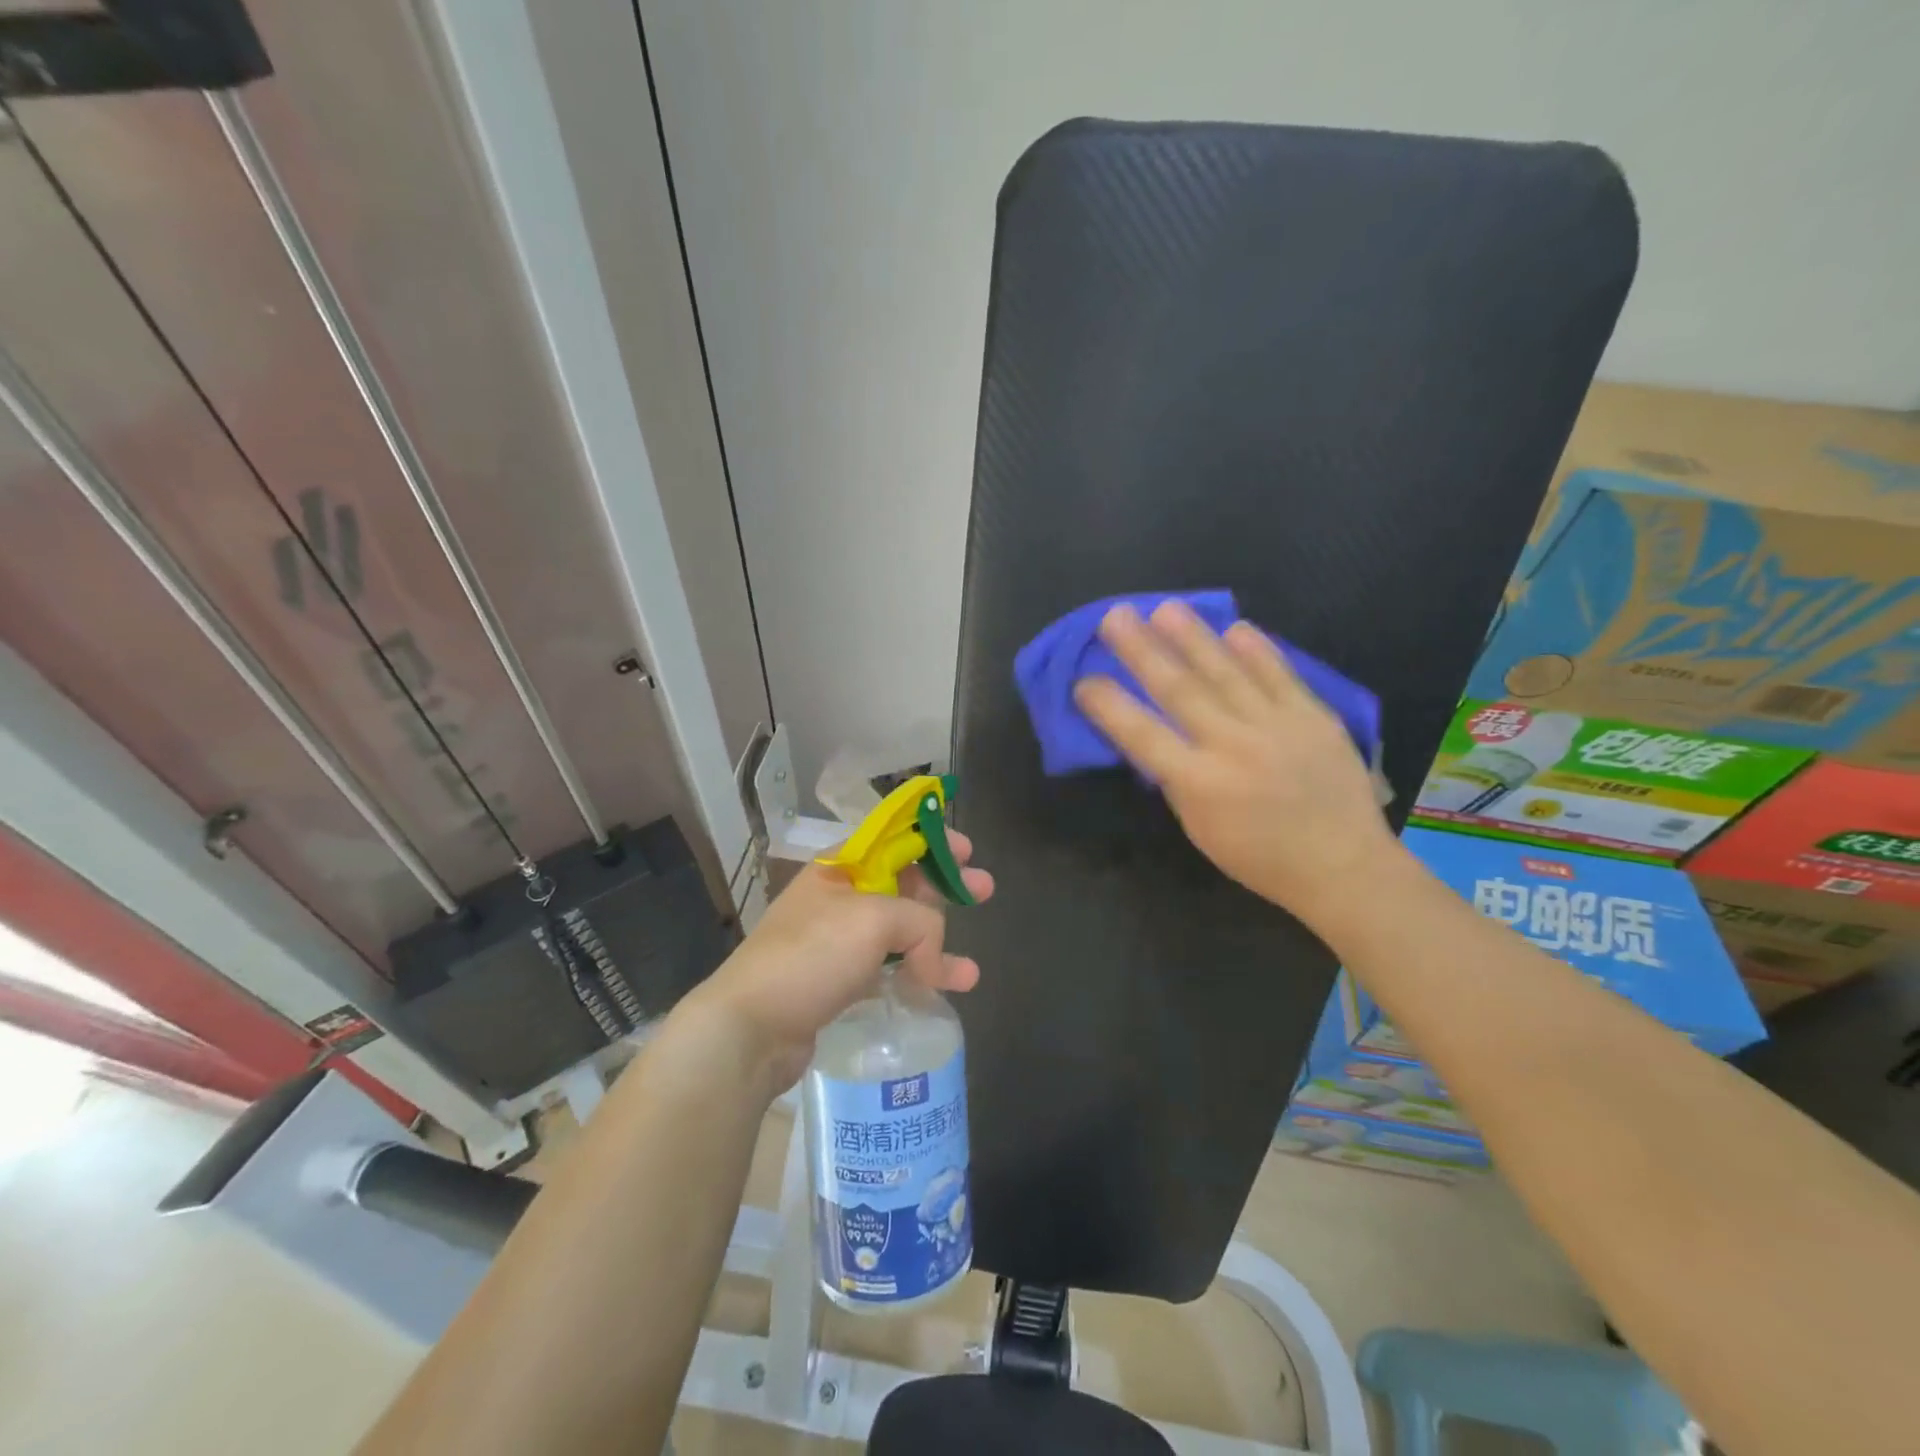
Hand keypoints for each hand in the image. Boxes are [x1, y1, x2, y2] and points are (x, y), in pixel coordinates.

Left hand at [685, 830, 994, 1091]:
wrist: (750, 1027)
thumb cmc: (811, 955)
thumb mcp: (873, 920)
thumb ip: (921, 923)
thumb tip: (936, 958)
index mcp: (842, 867)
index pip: (893, 838)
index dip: (932, 837)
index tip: (966, 850)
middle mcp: (840, 898)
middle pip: (903, 882)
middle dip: (945, 885)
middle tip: (984, 890)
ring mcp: (838, 941)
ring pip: (900, 930)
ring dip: (939, 941)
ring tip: (970, 967)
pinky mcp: (840, 981)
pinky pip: (889, 968)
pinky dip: (918, 975)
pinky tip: (947, 989)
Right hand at [1073, 601, 1396, 933]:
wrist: (1343, 866)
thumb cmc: (1260, 858)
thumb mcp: (1200, 829)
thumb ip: (1176, 780)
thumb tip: (1155, 740)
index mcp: (1200, 783)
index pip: (1142, 735)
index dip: (1109, 705)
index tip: (1084, 681)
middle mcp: (1233, 746)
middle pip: (1179, 690)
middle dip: (1142, 651)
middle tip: (1115, 617)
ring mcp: (1276, 726)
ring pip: (1225, 672)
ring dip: (1192, 637)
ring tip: (1165, 609)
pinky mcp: (1313, 716)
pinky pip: (1279, 674)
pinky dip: (1257, 650)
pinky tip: (1235, 627)